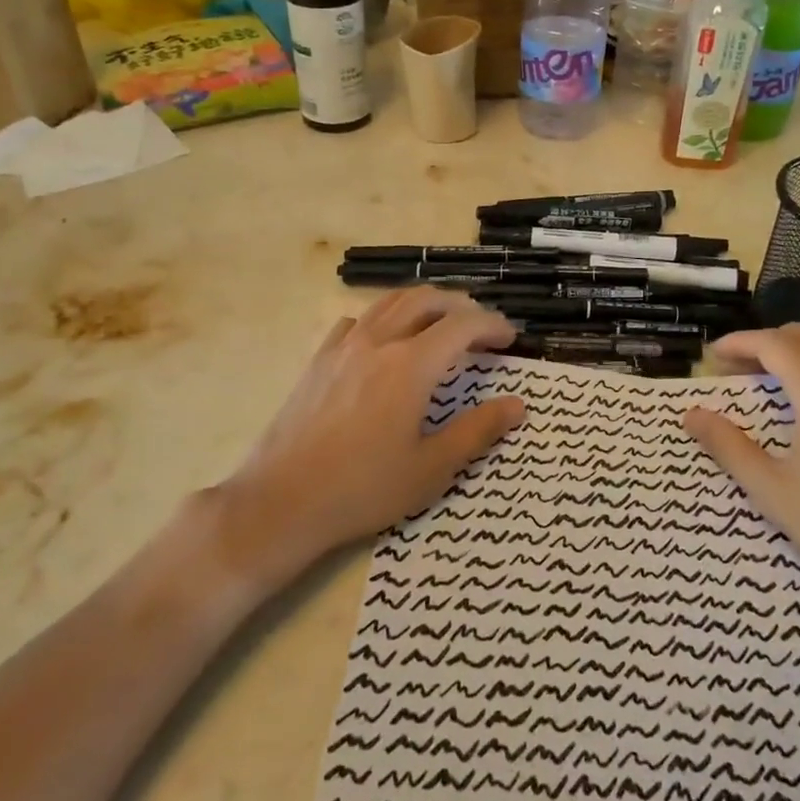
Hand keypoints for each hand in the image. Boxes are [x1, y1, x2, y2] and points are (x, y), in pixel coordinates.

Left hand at [218, 289, 524, 577]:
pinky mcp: (318, 360)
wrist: (282, 501)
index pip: (461, 325)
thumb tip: (517, 405)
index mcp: (410, 365)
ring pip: (389, 302)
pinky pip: (356, 321)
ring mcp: (343, 347)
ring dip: (422, 303)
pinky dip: (383, 319)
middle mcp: (377, 342)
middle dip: (459, 304)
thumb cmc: (364, 489)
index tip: (509, 338)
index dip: (491, 325)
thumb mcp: (431, 468)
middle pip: (425, 299)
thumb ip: (477, 430)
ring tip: (440, 322)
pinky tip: (384, 341)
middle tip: (479, 325)